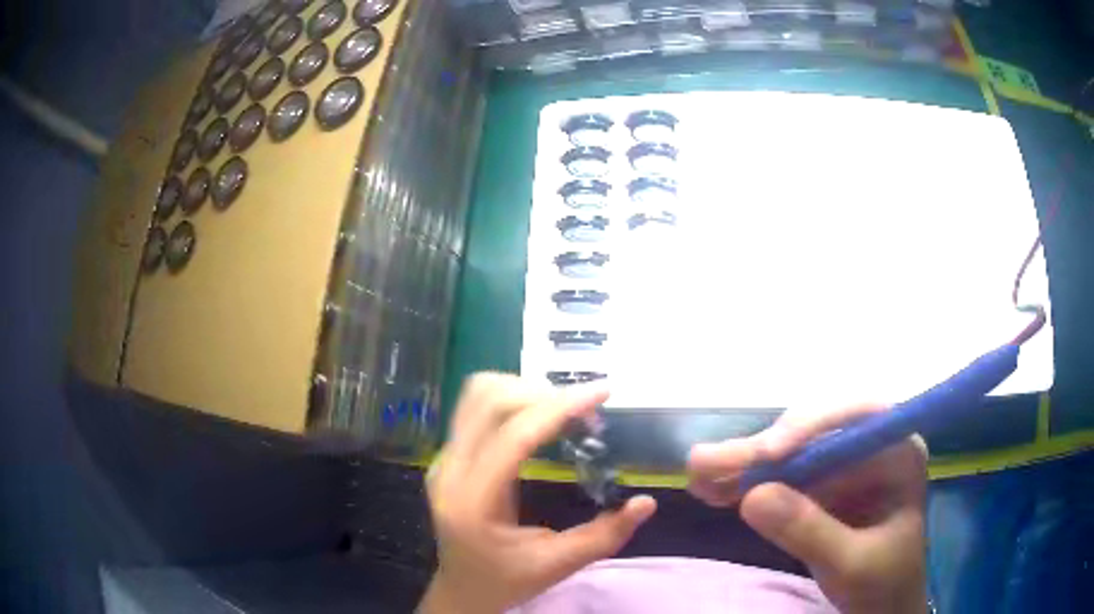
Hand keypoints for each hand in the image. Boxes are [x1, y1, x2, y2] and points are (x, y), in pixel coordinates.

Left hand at [419, 373, 656, 613]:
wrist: (462, 589)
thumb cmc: (507, 581)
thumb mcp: (557, 565)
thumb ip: (604, 536)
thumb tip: (646, 502)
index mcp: (473, 500)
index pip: (514, 435)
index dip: (560, 406)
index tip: (601, 393)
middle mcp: (450, 469)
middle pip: (490, 400)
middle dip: (545, 394)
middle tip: (587, 413)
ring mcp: (443, 458)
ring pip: (478, 394)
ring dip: (525, 391)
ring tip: (565, 412)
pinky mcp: (448, 455)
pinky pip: (475, 407)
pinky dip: (511, 400)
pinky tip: (539, 419)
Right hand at [687, 405, 928, 613]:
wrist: (883, 607)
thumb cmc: (884, 584)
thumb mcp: (853, 565)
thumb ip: (810, 531)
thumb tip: (752, 496)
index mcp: (898, 453)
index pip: (858, 417)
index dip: (811, 426)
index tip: (768, 454)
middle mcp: (871, 448)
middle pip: (814, 433)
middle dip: (761, 451)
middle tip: (705, 463)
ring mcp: (844, 467)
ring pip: (790, 454)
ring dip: (743, 465)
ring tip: (697, 475)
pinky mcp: (821, 488)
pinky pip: (781, 479)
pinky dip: (746, 485)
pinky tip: (712, 489)